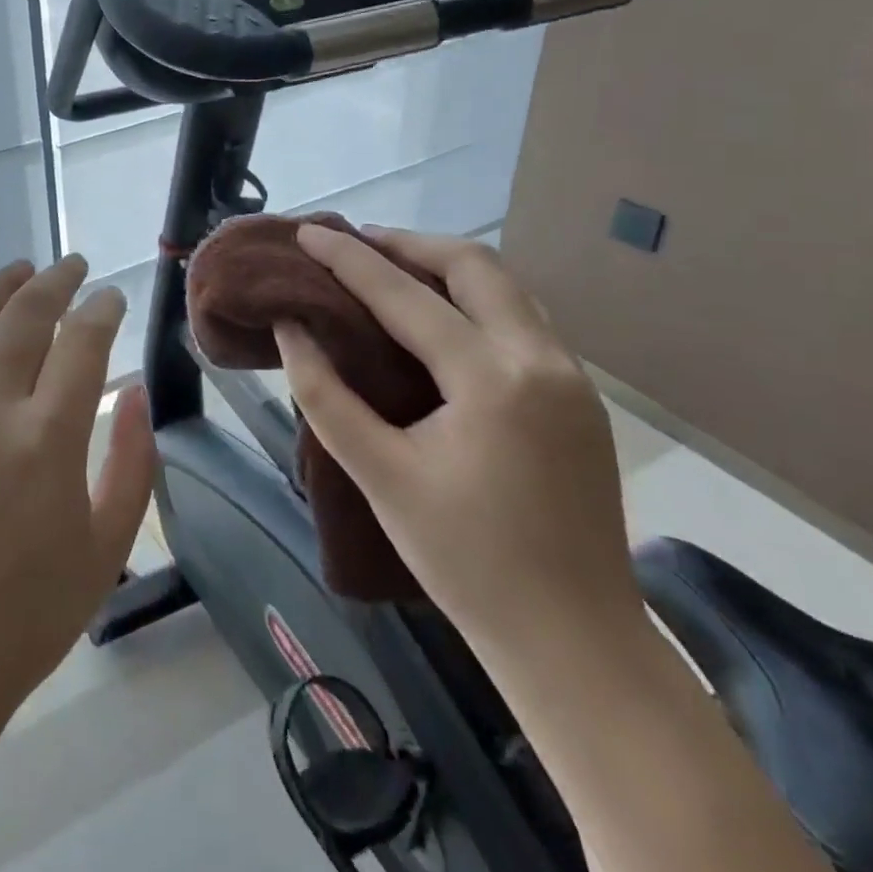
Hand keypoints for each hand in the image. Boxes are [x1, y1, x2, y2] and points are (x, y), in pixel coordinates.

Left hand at [0, 256, 156, 729]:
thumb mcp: (107, 546)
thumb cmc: (29, 614)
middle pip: (24, 315)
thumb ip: (132, 462)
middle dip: (55, 281)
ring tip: (17, 270)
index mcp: (49, 437)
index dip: (102, 309)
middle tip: (72, 267)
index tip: (112, 297)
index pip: (83, 341)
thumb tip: (136, 390)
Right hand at [275, 226, 643, 661]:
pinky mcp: (579, 398)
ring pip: (506, 287)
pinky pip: (521, 320)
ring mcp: (571, 377)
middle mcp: (541, 359)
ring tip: (390, 269)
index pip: (404, 296)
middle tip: (355, 244)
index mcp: (491, 378)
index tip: (308, 230)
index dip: (348, 259)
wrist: (575, 641)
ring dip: (445, 267)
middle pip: (474, 265)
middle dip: (408, 244)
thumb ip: (325, 394)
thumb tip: (292, 328)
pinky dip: (473, 300)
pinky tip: (439, 320)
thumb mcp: (379, 473)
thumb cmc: (465, 560)